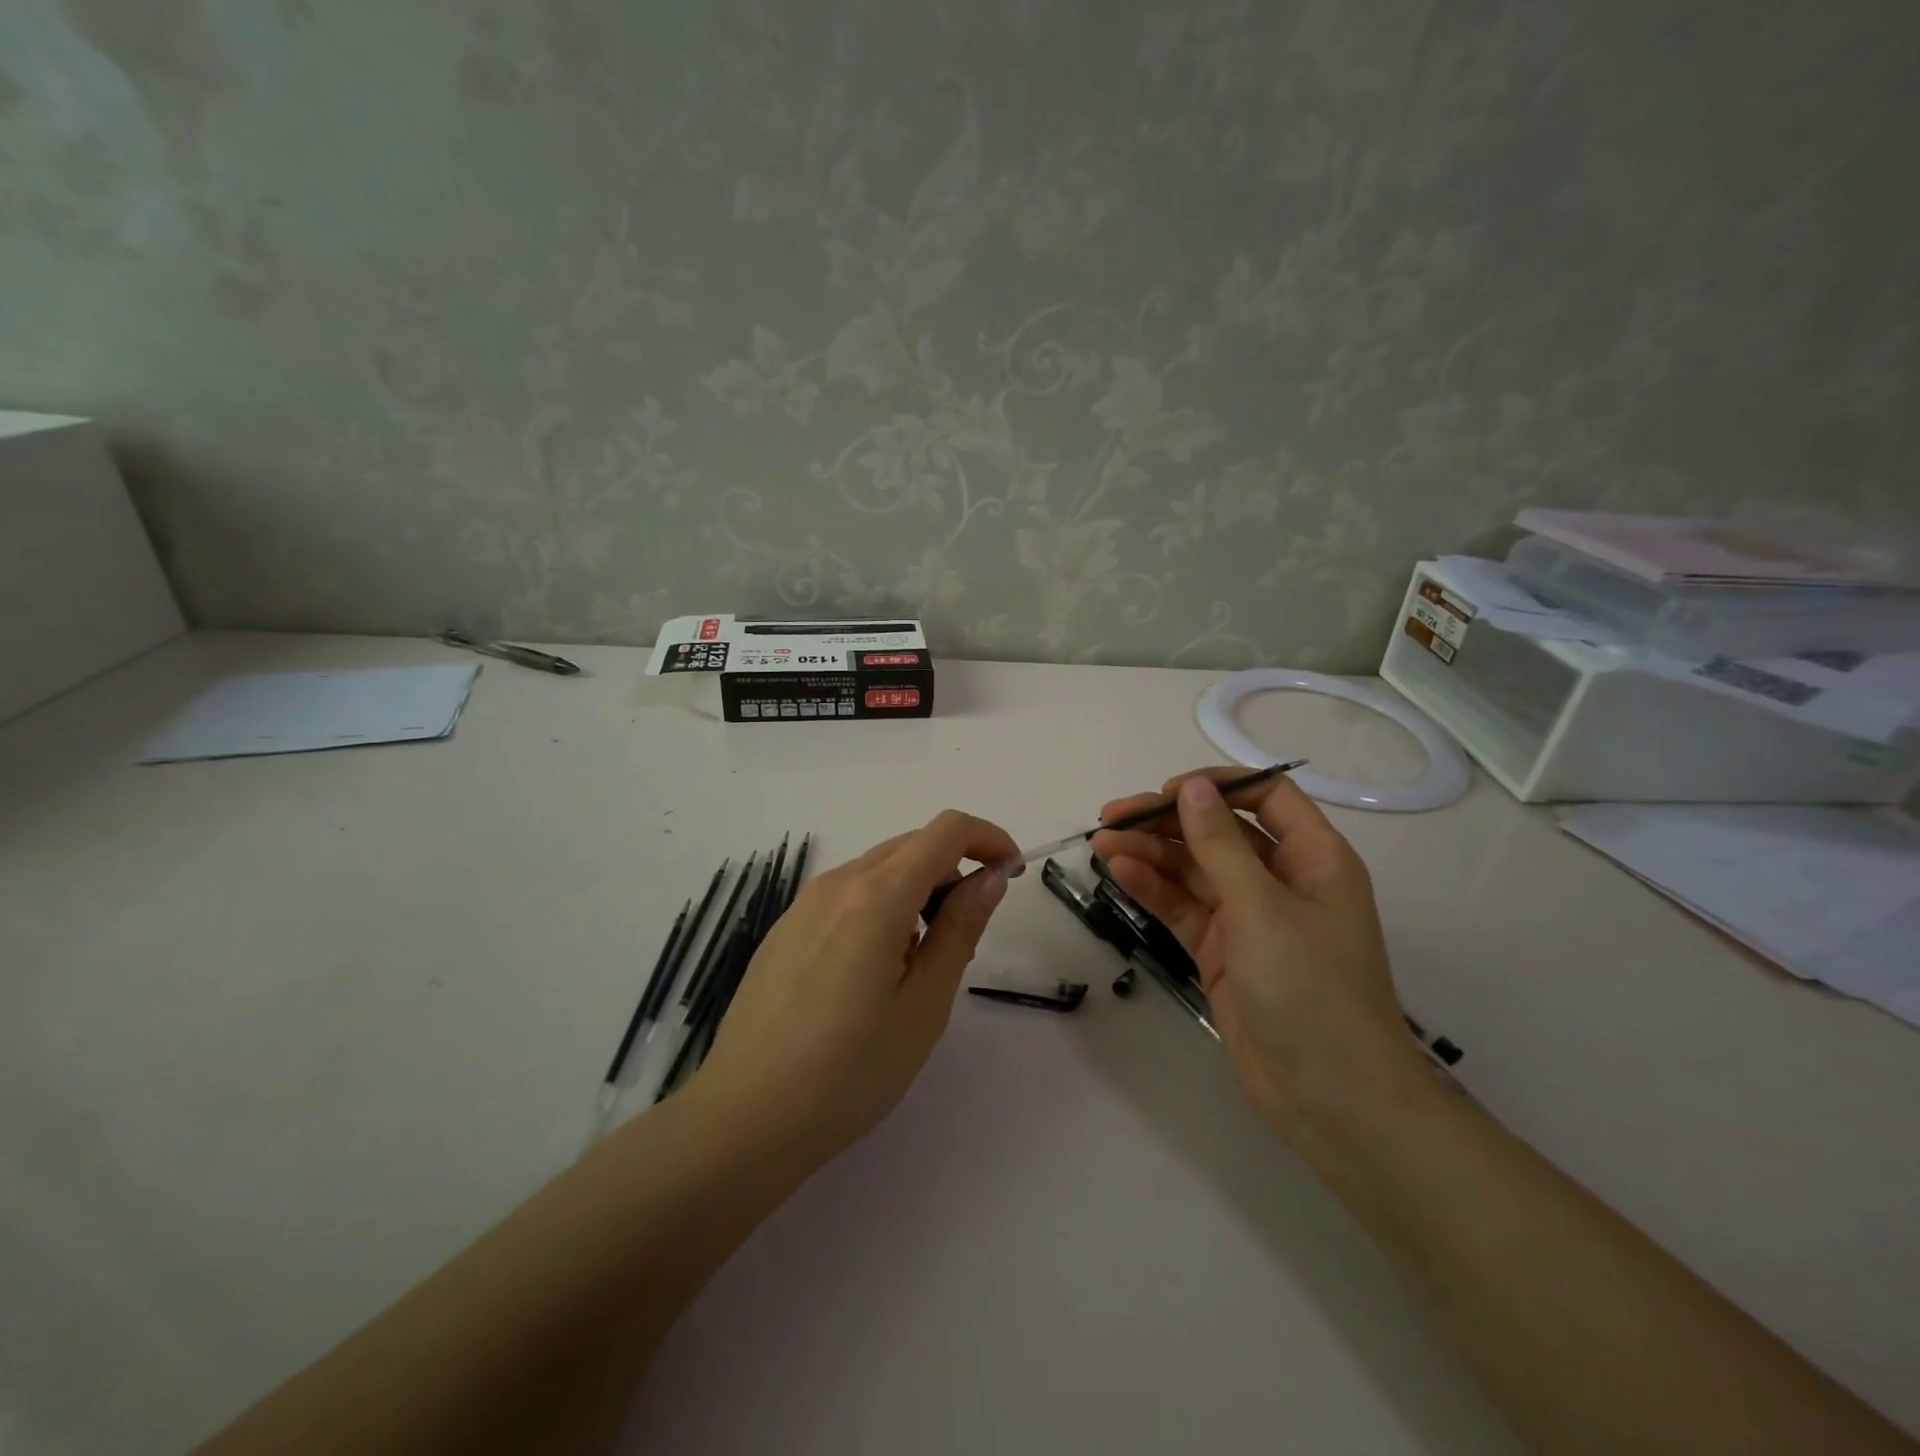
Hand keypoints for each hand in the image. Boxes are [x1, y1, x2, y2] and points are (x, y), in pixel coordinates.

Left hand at [692, 810, 1018, 1168]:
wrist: (745, 1117)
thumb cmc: (850, 1071)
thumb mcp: (924, 1004)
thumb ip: (960, 929)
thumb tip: (989, 878)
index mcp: (876, 896)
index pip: (946, 831)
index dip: (988, 839)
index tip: (1010, 874)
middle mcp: (838, 883)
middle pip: (911, 845)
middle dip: (954, 869)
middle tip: (967, 933)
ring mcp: (804, 904)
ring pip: (878, 870)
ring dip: (917, 891)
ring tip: (920, 962)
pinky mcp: (785, 928)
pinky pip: (847, 895)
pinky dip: (881, 907)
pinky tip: (873, 971)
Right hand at [1089, 769, 1427, 1144]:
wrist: (1330, 1096)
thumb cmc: (1310, 987)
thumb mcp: (1262, 906)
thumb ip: (1220, 843)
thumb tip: (1191, 787)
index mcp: (1314, 858)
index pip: (1265, 796)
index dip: (1217, 786)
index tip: (1166, 792)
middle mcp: (1282, 880)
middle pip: (1219, 832)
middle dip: (1167, 821)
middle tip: (1112, 817)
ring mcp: (1251, 918)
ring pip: (1195, 870)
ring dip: (1151, 854)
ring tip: (1101, 844)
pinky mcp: (1224, 951)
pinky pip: (1185, 908)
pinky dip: (1154, 889)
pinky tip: (1120, 873)